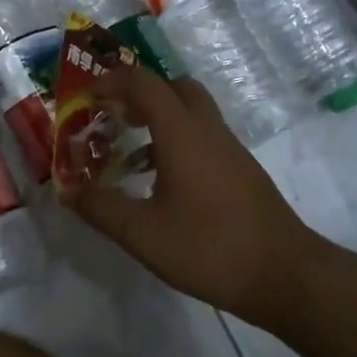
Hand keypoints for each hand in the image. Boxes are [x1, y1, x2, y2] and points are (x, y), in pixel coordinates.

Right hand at [74, 67, 322, 321]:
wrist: (287, 276)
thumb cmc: (211, 248)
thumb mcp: (144, 234)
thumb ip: (102, 208)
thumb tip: (69, 190)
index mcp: (181, 132)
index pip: (144, 83)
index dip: (112, 81)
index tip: (87, 96)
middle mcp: (207, 129)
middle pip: (174, 86)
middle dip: (140, 92)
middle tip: (114, 115)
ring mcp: (229, 148)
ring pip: (191, 111)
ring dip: (159, 117)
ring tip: (130, 150)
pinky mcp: (241, 169)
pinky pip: (203, 135)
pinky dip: (178, 140)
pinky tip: (163, 181)